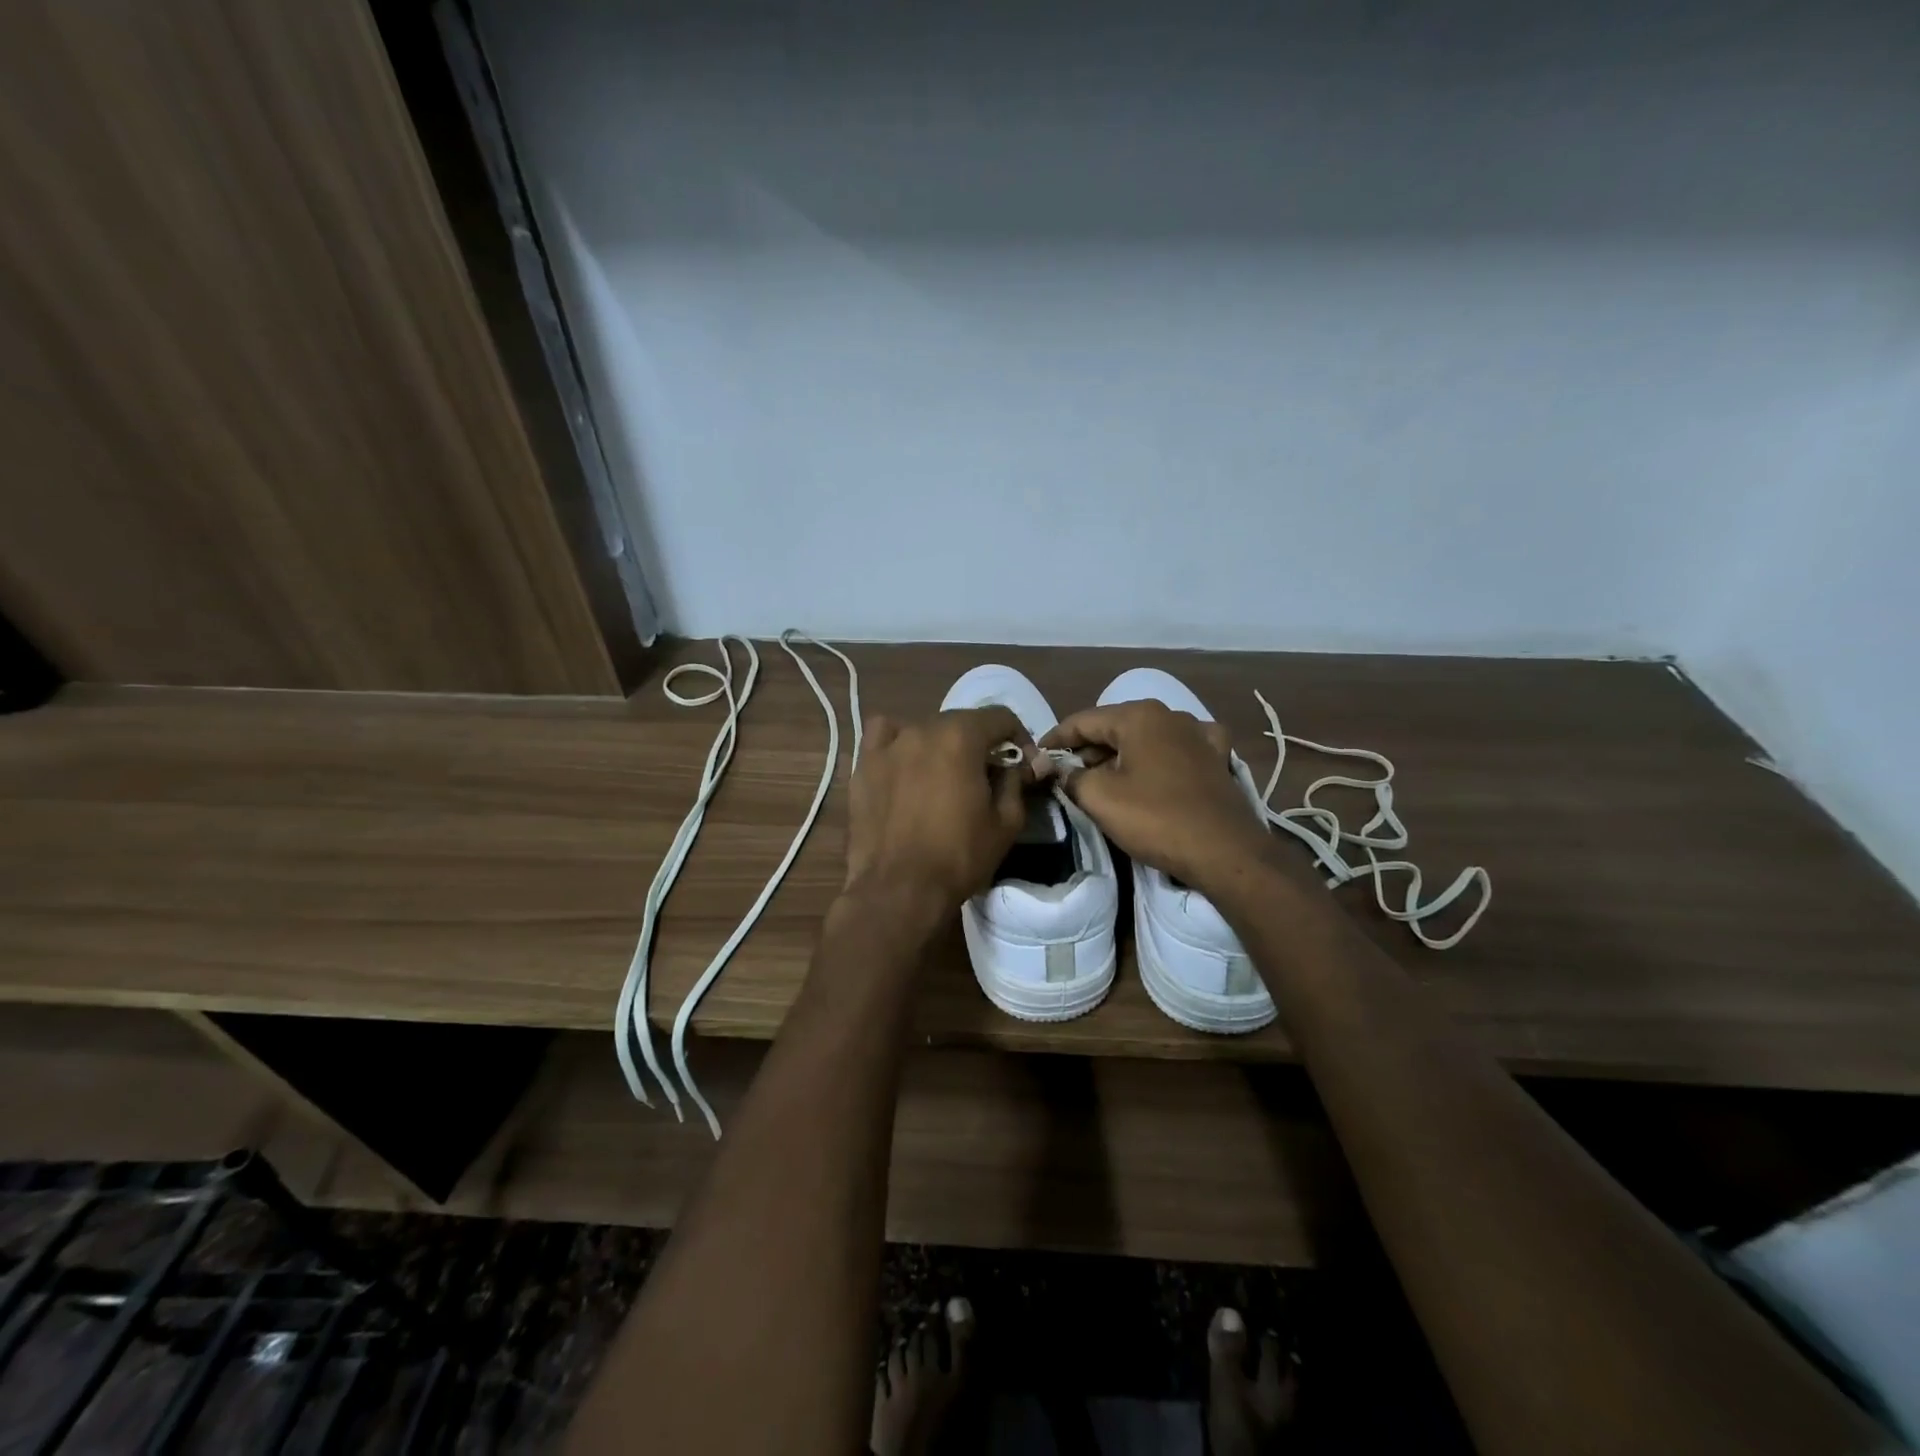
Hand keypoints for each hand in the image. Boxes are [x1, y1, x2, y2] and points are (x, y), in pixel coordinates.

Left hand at [843, 707, 1036, 921]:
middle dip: (980, 743)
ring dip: (941, 743)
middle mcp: (922, 728)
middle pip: (961, 721)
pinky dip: (898, 742)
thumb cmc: (959, 856)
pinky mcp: (863, 765)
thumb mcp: (1005, 822)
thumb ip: (1017, 782)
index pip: (999, 717)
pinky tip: (904, 763)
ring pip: (923, 728)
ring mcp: (888, 745)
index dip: (1019, 737)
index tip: (1024, 763)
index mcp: (961, 737)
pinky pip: (883, 737)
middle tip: (988, 776)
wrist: (898, 890)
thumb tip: (1025, 763)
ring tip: (945, 774)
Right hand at [1043, 701, 1272, 898]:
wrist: (1226, 852)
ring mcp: (1199, 734)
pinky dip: (1160, 756)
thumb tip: (1056, 768)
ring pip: (1146, 737)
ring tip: (1101, 778)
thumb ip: (1070, 776)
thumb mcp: (1100, 798)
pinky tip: (1157, 767)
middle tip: (1065, 774)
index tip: (1037, 756)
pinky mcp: (1217, 758)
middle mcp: (1170, 715)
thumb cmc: (1157, 819)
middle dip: (1087, 749)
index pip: (1083, 720)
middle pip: (1114, 727)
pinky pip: (1178, 748)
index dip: (1055, 739)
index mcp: (1138, 716)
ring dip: (1121, 754)